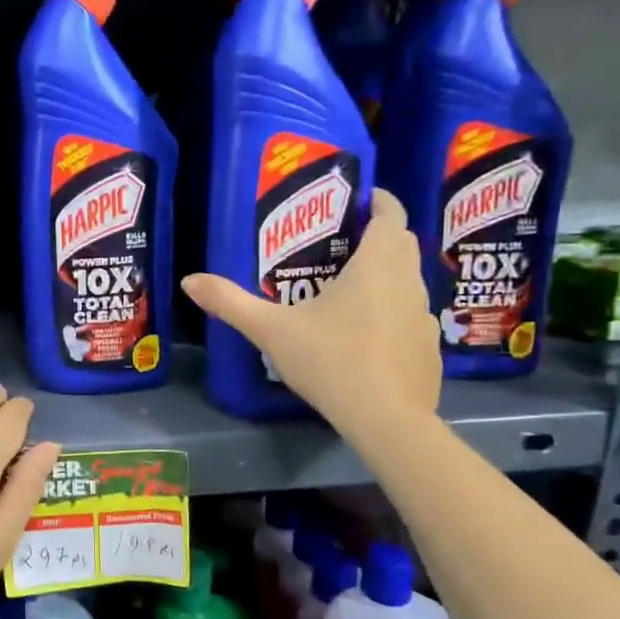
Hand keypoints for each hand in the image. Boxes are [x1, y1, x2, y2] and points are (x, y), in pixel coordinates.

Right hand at [182, 188, 440, 442]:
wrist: (387, 421)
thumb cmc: (331, 361)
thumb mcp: (271, 330)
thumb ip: (231, 303)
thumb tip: (189, 281)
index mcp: (376, 266)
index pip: (390, 215)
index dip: (379, 200)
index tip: (360, 197)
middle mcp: (408, 282)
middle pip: (401, 243)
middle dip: (378, 235)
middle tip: (342, 242)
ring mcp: (424, 317)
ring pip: (408, 280)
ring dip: (387, 274)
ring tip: (350, 288)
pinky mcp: (429, 348)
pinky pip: (412, 316)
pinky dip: (394, 313)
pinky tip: (367, 336)